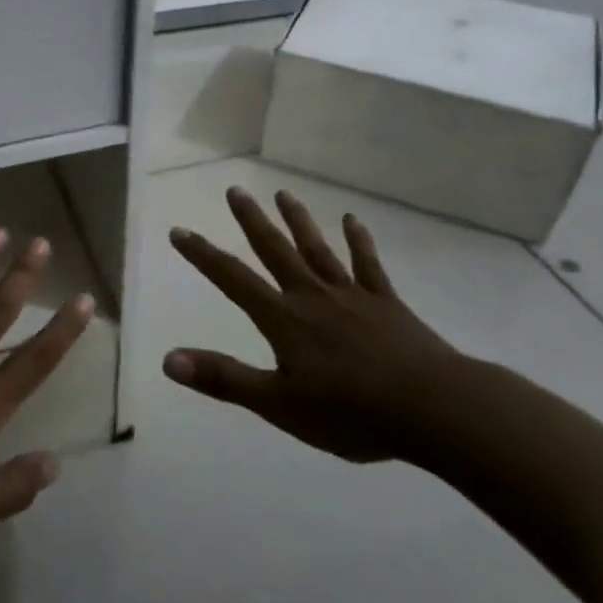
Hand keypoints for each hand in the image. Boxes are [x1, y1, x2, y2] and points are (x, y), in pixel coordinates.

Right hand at [163, 186, 463, 463]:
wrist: (433, 409)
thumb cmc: (351, 412)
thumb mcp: (278, 405)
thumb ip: (224, 379)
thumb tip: (168, 359)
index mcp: (284, 319)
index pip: (233, 280)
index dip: (203, 256)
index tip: (180, 230)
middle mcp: (312, 296)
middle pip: (276, 251)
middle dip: (252, 221)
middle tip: (235, 190)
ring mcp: (352, 296)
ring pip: (318, 250)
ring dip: (298, 221)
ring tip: (284, 194)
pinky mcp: (386, 304)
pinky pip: (368, 265)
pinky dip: (360, 241)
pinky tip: (353, 220)